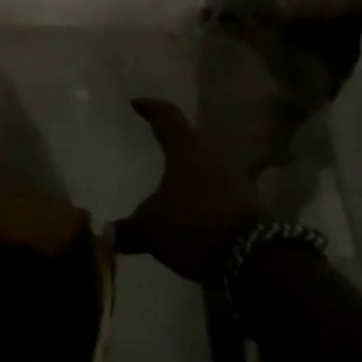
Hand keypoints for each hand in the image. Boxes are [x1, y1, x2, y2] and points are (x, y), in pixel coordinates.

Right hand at [114, 98, 263, 282]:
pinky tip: (191, 209)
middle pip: (189, 140)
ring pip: (205, 166)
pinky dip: (202, 194)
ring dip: (189, 171)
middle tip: (155, 142)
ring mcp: (234, 179)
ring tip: (171, 181)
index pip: (167, 117)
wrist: (253, 258)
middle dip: (172, 141)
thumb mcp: (151, 228)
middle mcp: (212, 156)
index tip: (135, 103)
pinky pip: (218, 190)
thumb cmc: (193, 226)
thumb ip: (128, 229)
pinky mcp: (247, 203)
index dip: (150, 108)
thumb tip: (108, 233)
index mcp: (186, 150)